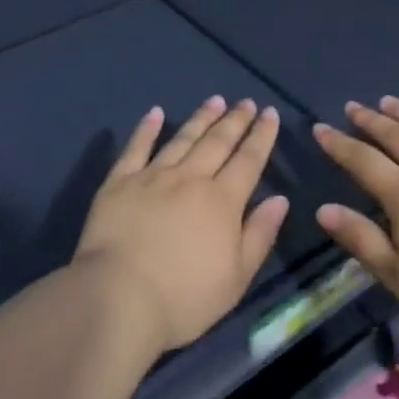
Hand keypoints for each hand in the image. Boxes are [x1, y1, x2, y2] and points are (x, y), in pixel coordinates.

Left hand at [74, 97, 289, 353]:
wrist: (118, 298)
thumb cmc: (185, 298)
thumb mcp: (237, 277)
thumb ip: (259, 234)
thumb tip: (279, 199)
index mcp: (222, 201)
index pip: (248, 160)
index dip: (261, 136)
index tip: (270, 114)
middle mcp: (190, 179)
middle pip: (217, 142)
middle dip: (235, 120)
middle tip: (246, 102)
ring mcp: (152, 177)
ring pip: (182, 139)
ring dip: (201, 118)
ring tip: (214, 100)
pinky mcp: (118, 183)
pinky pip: (136, 148)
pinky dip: (146, 129)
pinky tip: (155, 113)